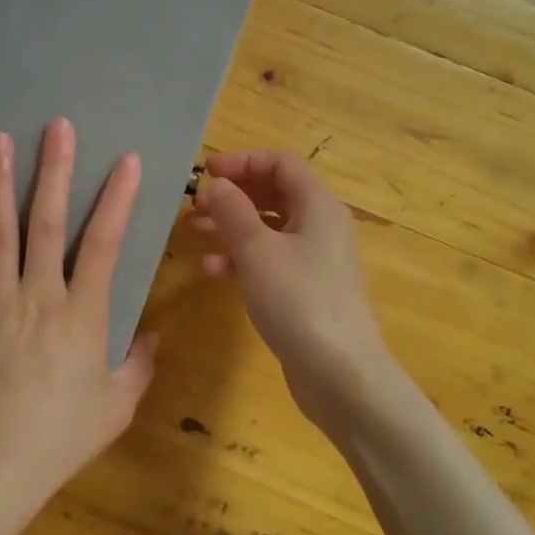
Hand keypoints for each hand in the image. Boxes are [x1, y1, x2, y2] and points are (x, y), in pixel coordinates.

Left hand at [0, 119, 157, 534]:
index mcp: (82, 314)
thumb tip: (152, 334)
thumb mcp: (118, 405)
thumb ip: (140, 365)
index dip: (118, 200)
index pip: (104, 244)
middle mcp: (38, 296)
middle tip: (57, 126)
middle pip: (48, 223)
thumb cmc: (63, 438)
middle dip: (55, 171)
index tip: (127, 161)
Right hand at [192, 149, 394, 431]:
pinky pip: (271, 259)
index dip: (242, 161)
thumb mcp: (257, 250)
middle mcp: (321, 225)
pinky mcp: (306, 289)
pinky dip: (242, 258)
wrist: (340, 373)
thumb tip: (215, 184)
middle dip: (233, 195)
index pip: (280, 164)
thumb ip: (233, 211)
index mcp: (318, 205)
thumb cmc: (298, 300)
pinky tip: (213, 271)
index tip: (204, 173)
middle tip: (195, 205)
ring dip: (231, 226)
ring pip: (268, 228)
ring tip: (194, 232)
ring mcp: (315, 260)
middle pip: (274, 194)